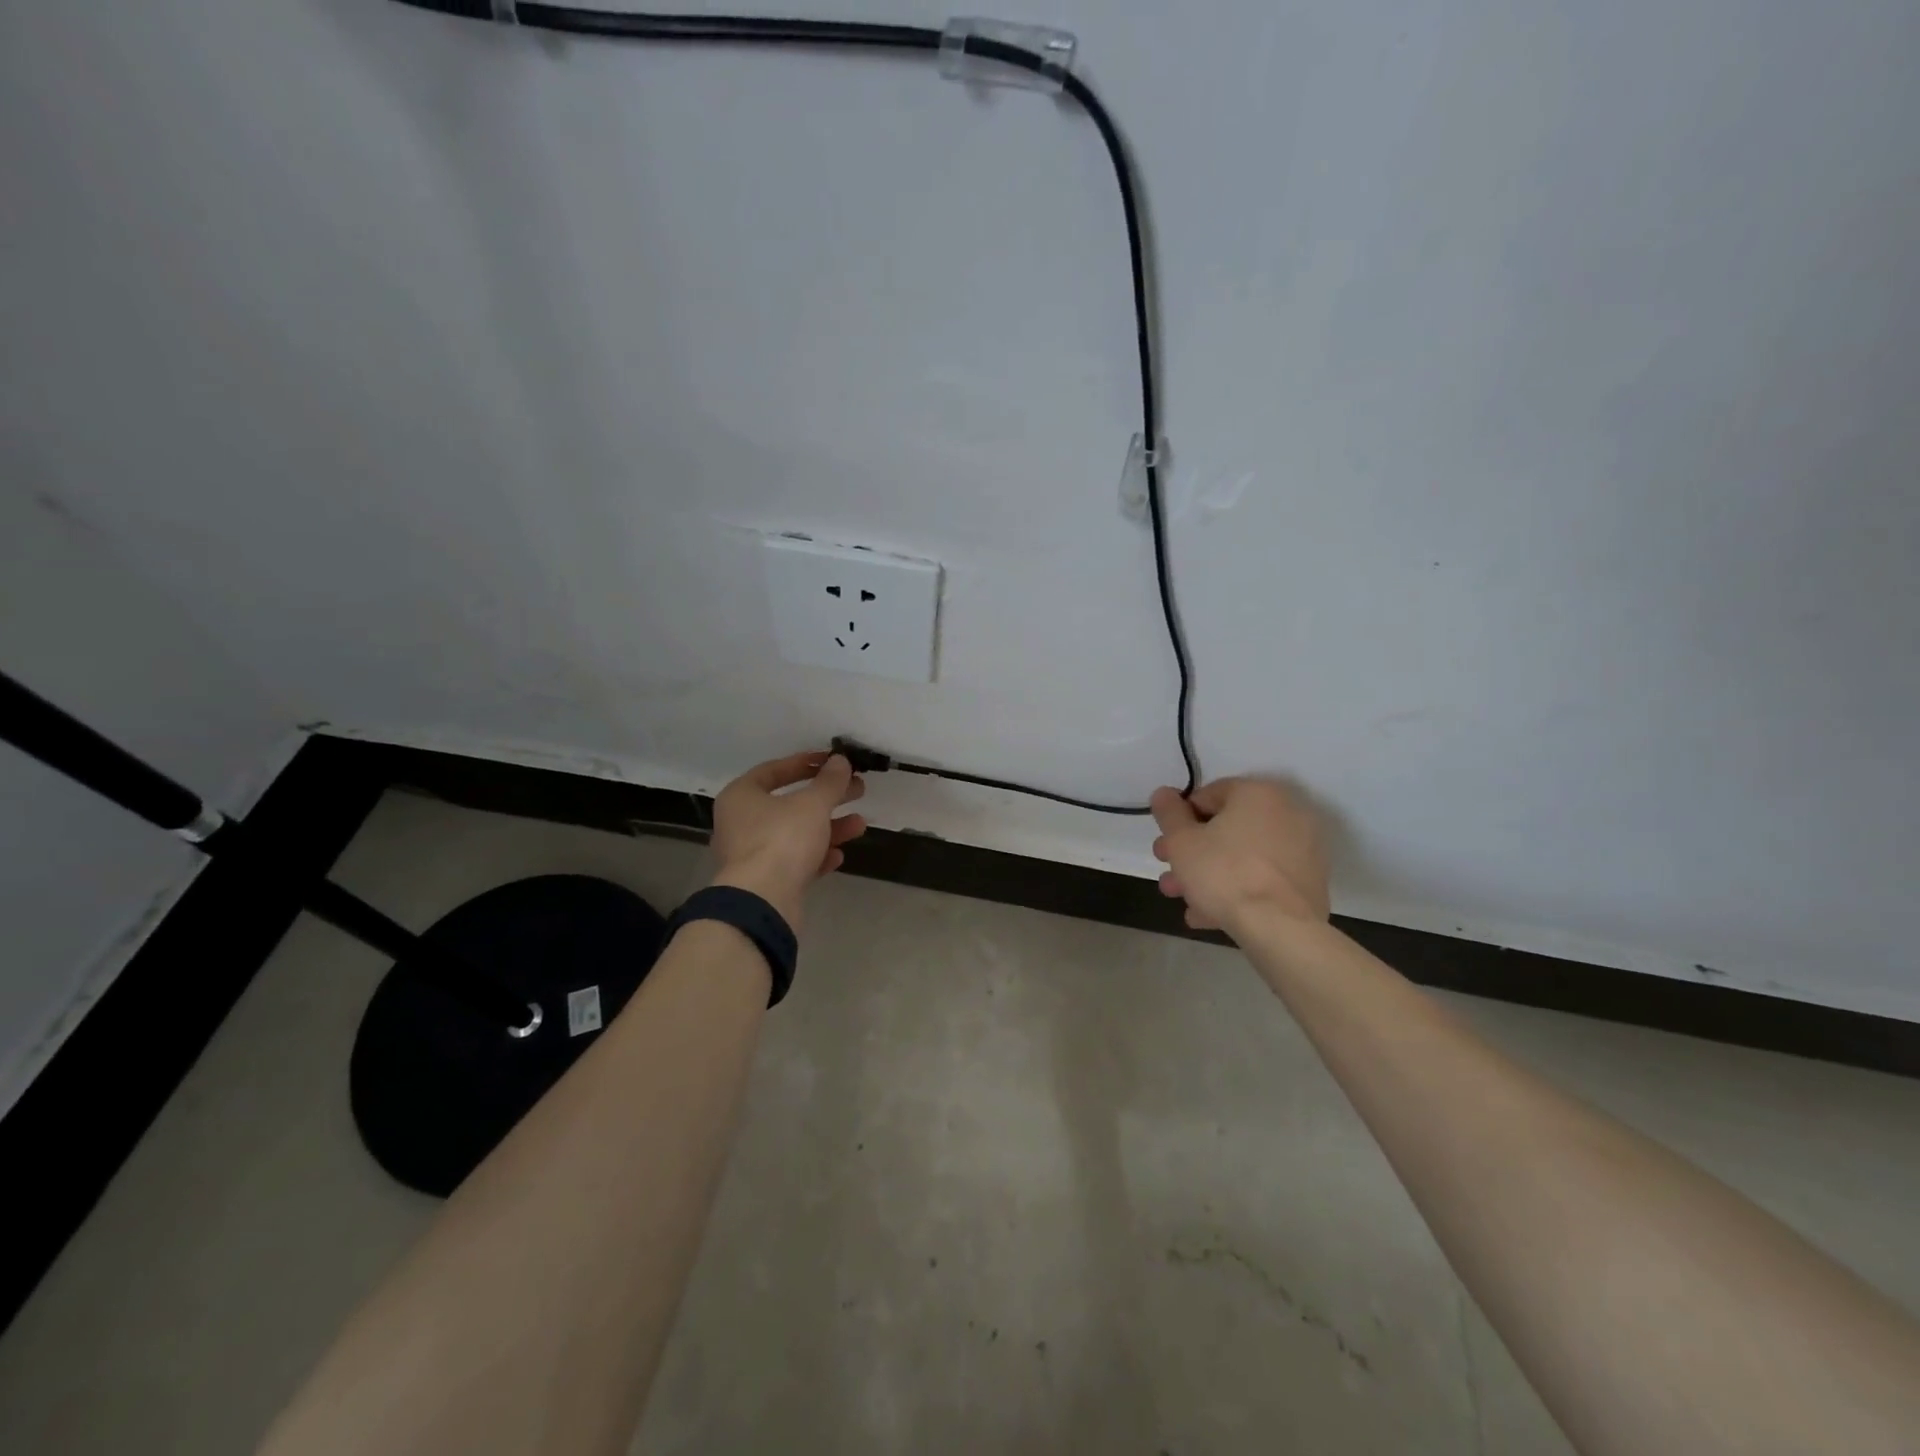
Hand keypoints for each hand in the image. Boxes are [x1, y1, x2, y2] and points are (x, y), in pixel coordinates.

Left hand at [709, 751, 866, 930]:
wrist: (763, 901)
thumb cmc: (782, 839)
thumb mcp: (812, 804)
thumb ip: (829, 781)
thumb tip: (840, 761)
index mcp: (741, 796)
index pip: (774, 770)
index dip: (806, 763)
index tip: (833, 762)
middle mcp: (741, 822)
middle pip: (789, 803)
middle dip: (826, 797)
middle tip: (857, 790)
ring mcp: (751, 854)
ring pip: (795, 833)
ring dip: (828, 828)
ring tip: (860, 824)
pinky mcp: (765, 881)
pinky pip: (794, 861)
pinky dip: (816, 855)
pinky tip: (838, 855)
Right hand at [1150, 777, 1330, 934]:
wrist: (1280, 928)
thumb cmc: (1224, 872)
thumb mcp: (1181, 841)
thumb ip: (1168, 813)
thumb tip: (1164, 794)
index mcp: (1258, 793)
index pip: (1207, 795)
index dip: (1179, 820)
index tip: (1166, 845)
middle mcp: (1287, 813)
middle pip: (1226, 829)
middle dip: (1191, 854)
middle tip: (1168, 874)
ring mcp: (1304, 849)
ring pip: (1243, 857)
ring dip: (1209, 875)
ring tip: (1184, 901)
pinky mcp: (1309, 882)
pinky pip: (1263, 878)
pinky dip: (1238, 890)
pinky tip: (1210, 914)